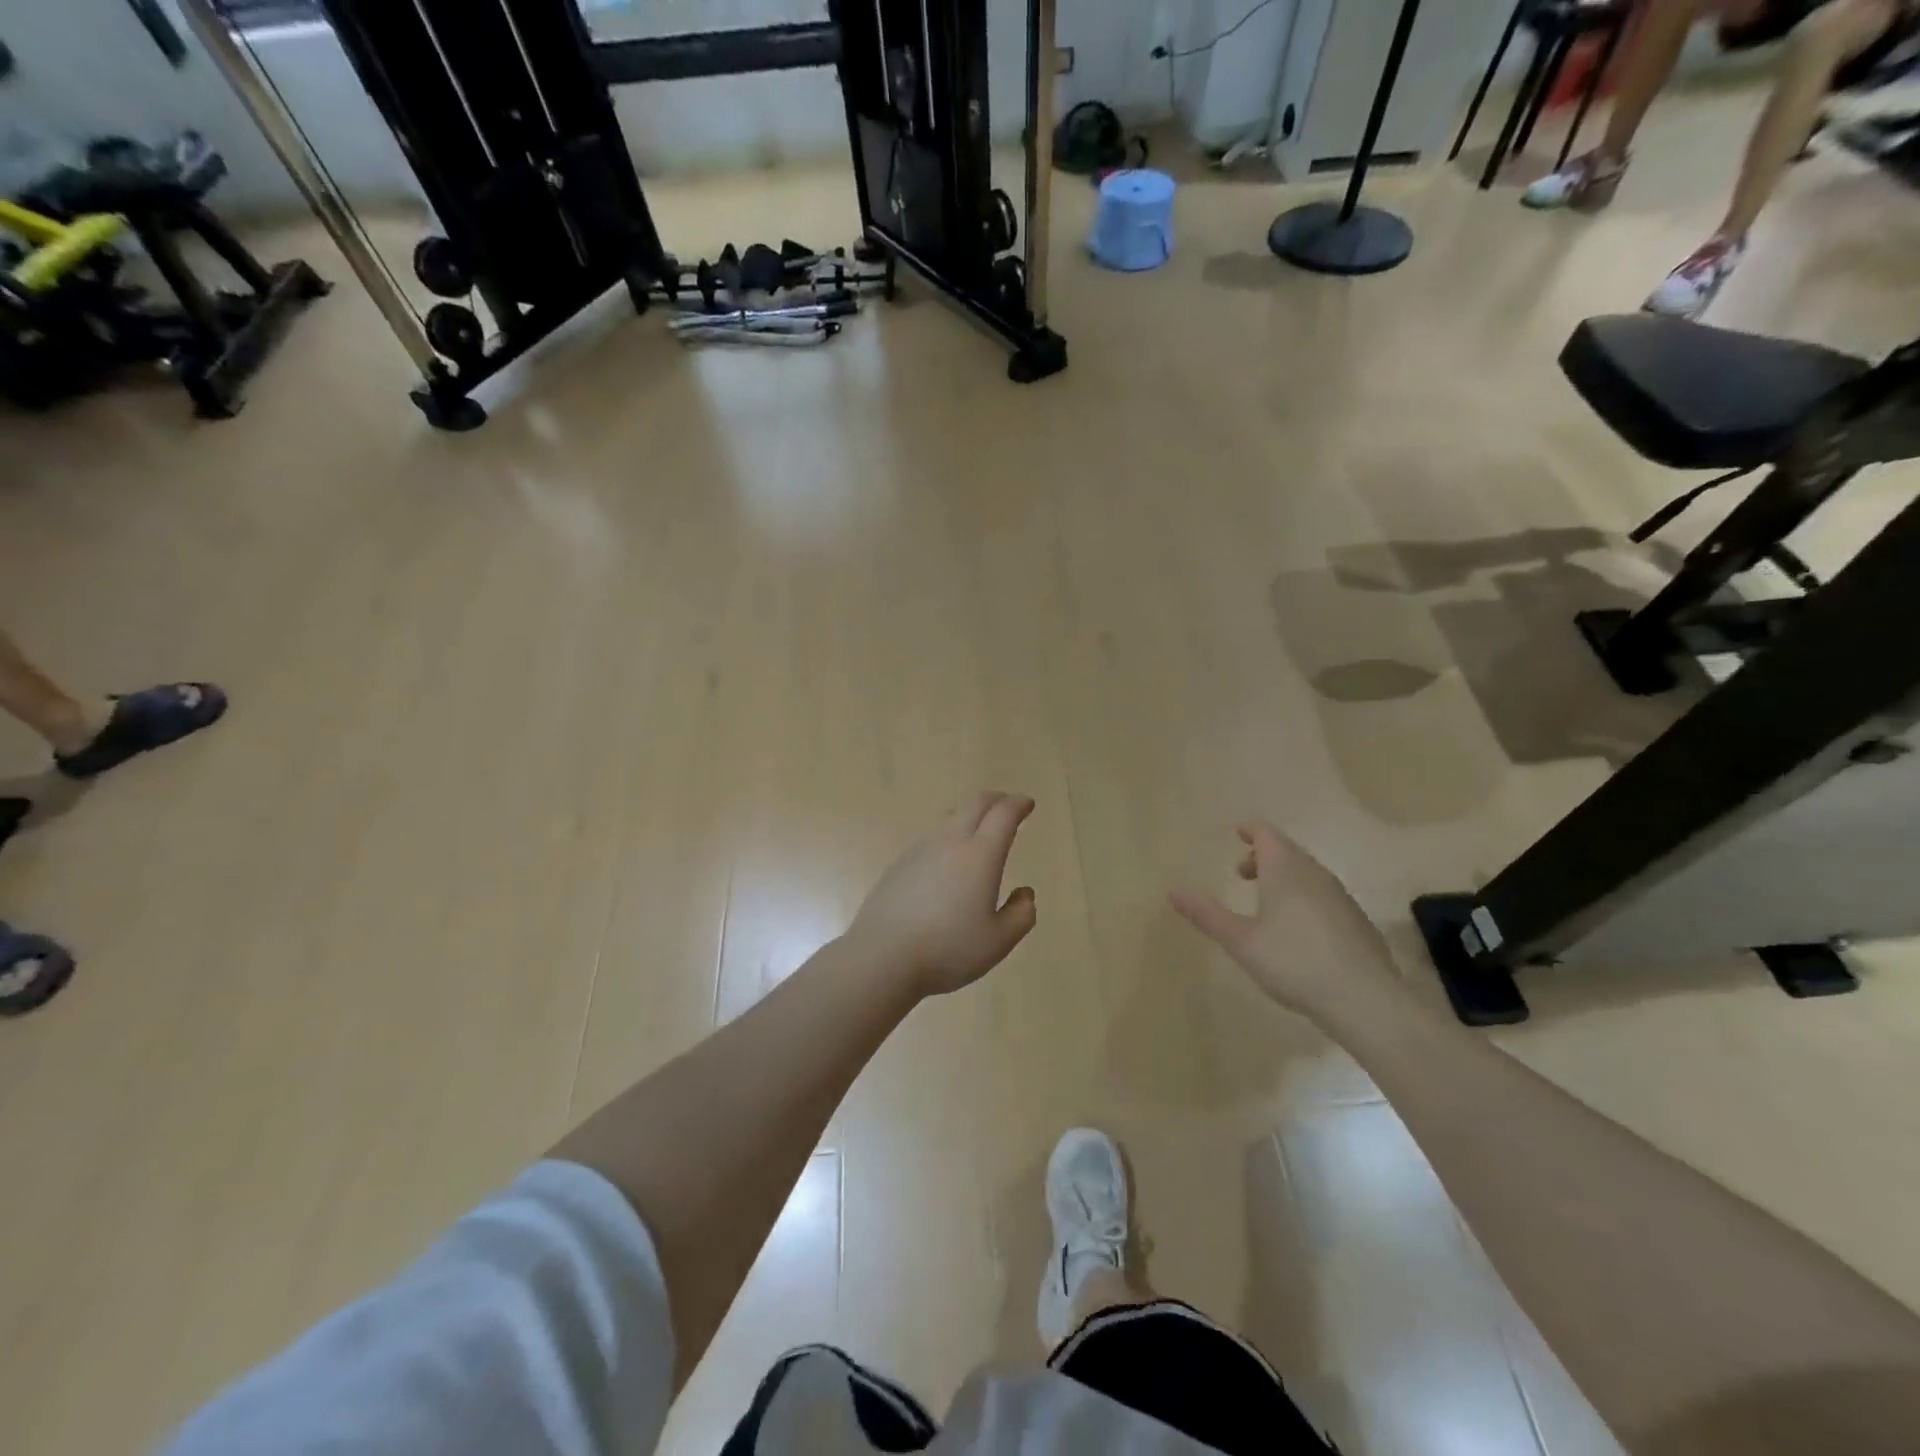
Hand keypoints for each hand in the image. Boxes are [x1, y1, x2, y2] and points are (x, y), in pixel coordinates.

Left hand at [847, 792, 1038, 997]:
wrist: (882, 956)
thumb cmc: (948, 949)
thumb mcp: (998, 941)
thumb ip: (1021, 915)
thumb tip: (1025, 893)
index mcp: (980, 855)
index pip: (1003, 815)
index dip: (1018, 804)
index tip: (1027, 803)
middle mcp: (951, 842)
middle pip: (975, 804)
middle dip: (995, 800)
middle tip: (1007, 806)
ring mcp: (920, 850)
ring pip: (950, 818)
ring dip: (969, 817)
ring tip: (977, 832)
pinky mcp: (899, 864)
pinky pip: (930, 839)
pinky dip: (947, 838)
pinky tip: (945, 862)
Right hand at [1170, 823, 1400, 1019]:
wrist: (1365, 1001)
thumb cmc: (1294, 962)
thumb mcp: (1240, 941)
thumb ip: (1206, 914)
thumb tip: (1172, 890)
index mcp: (1285, 870)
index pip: (1267, 834)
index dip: (1251, 831)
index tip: (1237, 832)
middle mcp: (1316, 874)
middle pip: (1288, 851)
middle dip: (1263, 856)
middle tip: (1241, 873)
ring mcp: (1341, 897)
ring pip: (1308, 873)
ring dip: (1284, 877)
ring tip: (1266, 901)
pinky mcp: (1357, 922)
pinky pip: (1324, 895)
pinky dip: (1304, 897)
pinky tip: (1298, 930)